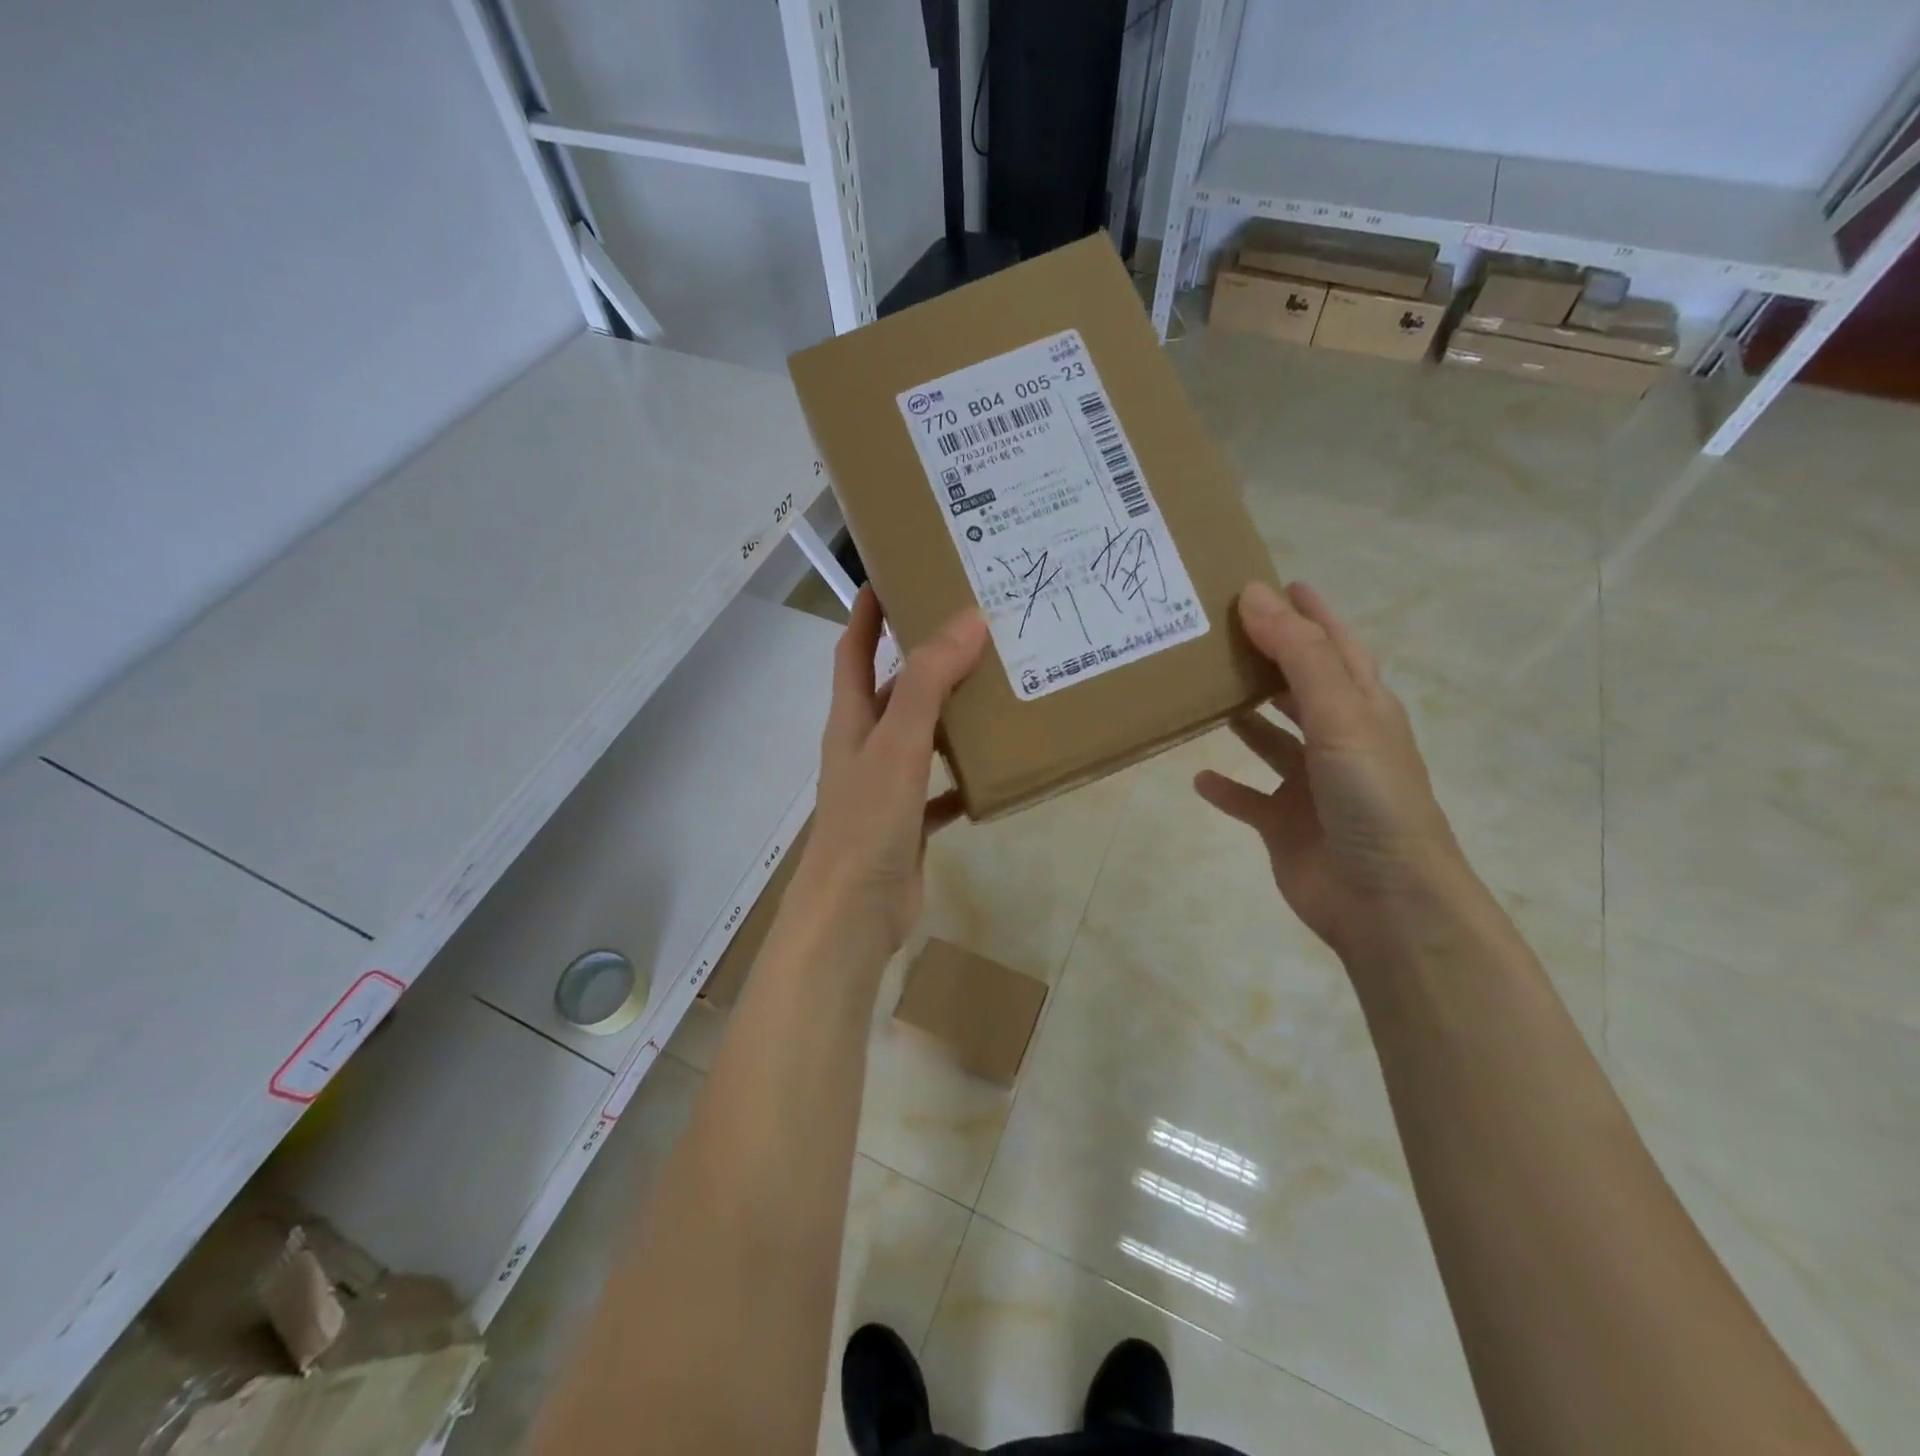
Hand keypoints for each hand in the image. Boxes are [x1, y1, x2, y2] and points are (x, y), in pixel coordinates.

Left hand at [796, 586, 987, 963]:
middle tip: (973, 630)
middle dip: (924, 658)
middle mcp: (866, 745)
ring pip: (921, 737)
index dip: (867, 613)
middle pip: (894, 690)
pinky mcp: (908, 823)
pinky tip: (995, 769)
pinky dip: (963, 777)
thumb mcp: (899, 742)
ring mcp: (887, 786)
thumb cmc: (869, 819)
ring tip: (995, 688)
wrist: (855, 911)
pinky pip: (940, 788)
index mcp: (852, 719)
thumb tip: (967, 620)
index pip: (854, 651)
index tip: (892, 575)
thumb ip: (929, 682)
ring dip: (950, 715)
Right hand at [1195, 581, 1470, 962]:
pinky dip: (1227, 788)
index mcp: (1363, 708)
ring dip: (1245, 720)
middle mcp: (1339, 741)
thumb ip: (1297, 655)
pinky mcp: (1286, 825)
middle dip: (1268, 660)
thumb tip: (1254, 594)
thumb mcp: (1341, 714)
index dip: (1309, 614)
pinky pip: (1249, 799)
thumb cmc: (1371, 797)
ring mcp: (1312, 786)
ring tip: (1203, 693)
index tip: (1276, 582)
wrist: (1385, 900)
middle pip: (1300, 688)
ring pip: (1272, 741)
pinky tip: (1197, 778)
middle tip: (1219, 633)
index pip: (1334, 646)